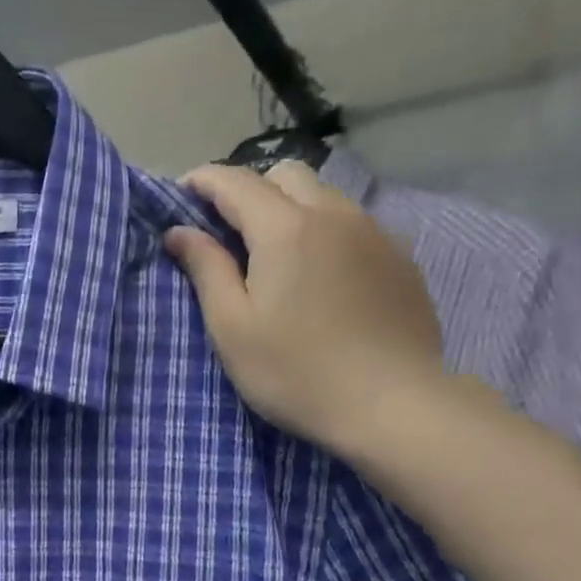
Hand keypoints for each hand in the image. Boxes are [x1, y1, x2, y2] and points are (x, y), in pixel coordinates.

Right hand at [165, 161, 446, 457]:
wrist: (392, 405)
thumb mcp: (233, 328)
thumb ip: (206, 270)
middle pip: (286, 174)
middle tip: (229, 231)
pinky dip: (326, 233)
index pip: (235, 181)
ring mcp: (375, 233)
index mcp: (285, 228)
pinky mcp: (401, 259)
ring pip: (325, 196)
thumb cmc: (295, 372)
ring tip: (276, 254)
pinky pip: (355, 225)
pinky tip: (322, 275)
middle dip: (250, 189)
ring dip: (292, 208)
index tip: (181, 196)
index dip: (203, 181)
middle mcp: (334, 214)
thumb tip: (179, 231)